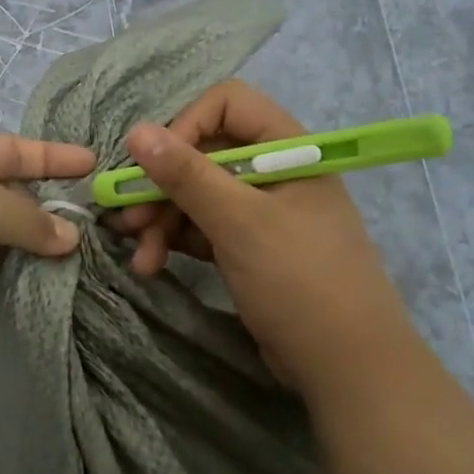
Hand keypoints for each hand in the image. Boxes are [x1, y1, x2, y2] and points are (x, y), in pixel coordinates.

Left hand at [0, 133, 95, 368]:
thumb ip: (29, 216)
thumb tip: (69, 237)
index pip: (11, 149)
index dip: (52, 156)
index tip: (94, 164)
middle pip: (11, 191)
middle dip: (51, 202)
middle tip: (99, 216)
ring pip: (6, 233)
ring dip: (40, 241)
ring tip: (90, 249)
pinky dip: (23, 270)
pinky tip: (57, 276)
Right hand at [116, 81, 407, 395]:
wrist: (348, 368)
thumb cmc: (299, 280)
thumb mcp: (239, 223)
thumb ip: (186, 174)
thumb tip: (136, 131)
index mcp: (286, 148)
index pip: (227, 105)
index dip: (185, 126)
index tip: (154, 165)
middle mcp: (272, 171)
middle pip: (203, 154)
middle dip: (161, 185)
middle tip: (126, 218)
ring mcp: (261, 211)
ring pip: (196, 195)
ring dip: (161, 220)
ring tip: (139, 255)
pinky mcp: (248, 247)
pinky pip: (202, 228)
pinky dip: (176, 241)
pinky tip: (153, 264)